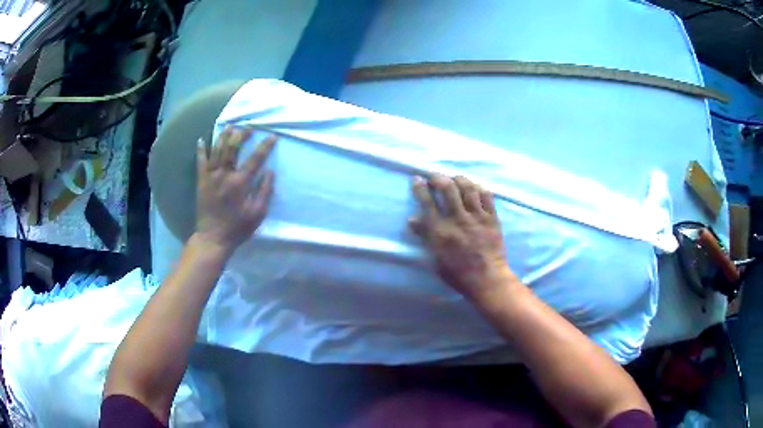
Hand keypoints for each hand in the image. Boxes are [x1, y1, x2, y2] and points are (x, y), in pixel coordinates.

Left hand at [195, 126, 275, 254]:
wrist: (213, 238)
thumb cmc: (237, 228)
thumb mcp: (257, 213)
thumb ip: (265, 191)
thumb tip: (270, 172)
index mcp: (240, 183)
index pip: (255, 159)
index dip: (265, 146)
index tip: (272, 136)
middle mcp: (225, 175)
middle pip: (233, 148)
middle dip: (242, 135)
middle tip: (249, 128)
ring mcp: (211, 177)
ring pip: (217, 150)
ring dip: (223, 136)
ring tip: (229, 127)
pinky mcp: (201, 181)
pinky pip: (200, 162)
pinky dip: (201, 150)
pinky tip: (202, 139)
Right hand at [410, 174, 515, 300]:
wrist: (487, 280)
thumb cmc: (457, 273)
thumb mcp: (435, 258)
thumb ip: (425, 237)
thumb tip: (412, 219)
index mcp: (440, 231)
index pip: (427, 202)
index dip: (420, 188)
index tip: (417, 179)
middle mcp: (458, 220)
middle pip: (447, 189)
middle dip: (438, 178)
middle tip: (435, 177)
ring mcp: (477, 217)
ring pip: (468, 188)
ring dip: (459, 179)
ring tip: (454, 178)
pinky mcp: (492, 219)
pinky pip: (486, 196)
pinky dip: (478, 188)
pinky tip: (474, 187)